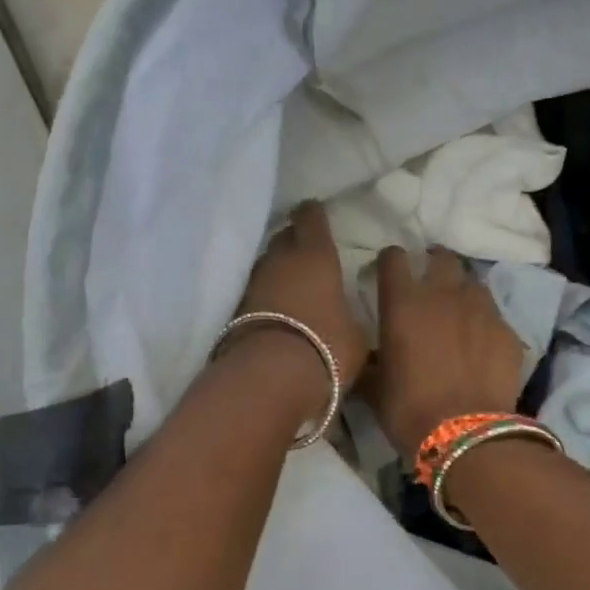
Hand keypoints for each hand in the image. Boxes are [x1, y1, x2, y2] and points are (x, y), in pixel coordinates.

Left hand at [231, 199, 370, 387]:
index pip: (310, 219)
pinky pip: (254, 292)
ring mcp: (252, 283)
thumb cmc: (325, 347)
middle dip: (293, 239)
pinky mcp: (234, 309)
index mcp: (315, 256)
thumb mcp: (355, 335)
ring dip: (276, 269)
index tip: (315, 212)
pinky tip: (273, 308)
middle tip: (305, 249)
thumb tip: (344, 317)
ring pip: (265, 264)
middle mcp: (280, 260)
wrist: (269, 377)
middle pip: (282, 238)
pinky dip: (264, 295)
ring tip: (289, 280)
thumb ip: (348, 316)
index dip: (313, 215)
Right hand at [366, 246, 526, 458]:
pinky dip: (485, 324)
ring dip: (462, 292)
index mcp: (402, 302)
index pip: (394, 258)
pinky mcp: (508, 331)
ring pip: (472, 283)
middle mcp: (443, 294)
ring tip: (458, 314)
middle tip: (428, 287)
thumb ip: (370, 361)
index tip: (388, 275)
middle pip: (441, 258)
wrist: (467, 435)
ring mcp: (481, 309)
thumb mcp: (374, 387)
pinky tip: (481, 346)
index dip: (390, 263)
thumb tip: (368, 358)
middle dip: (433, 266)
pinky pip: (494, 316)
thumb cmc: (408, 410)